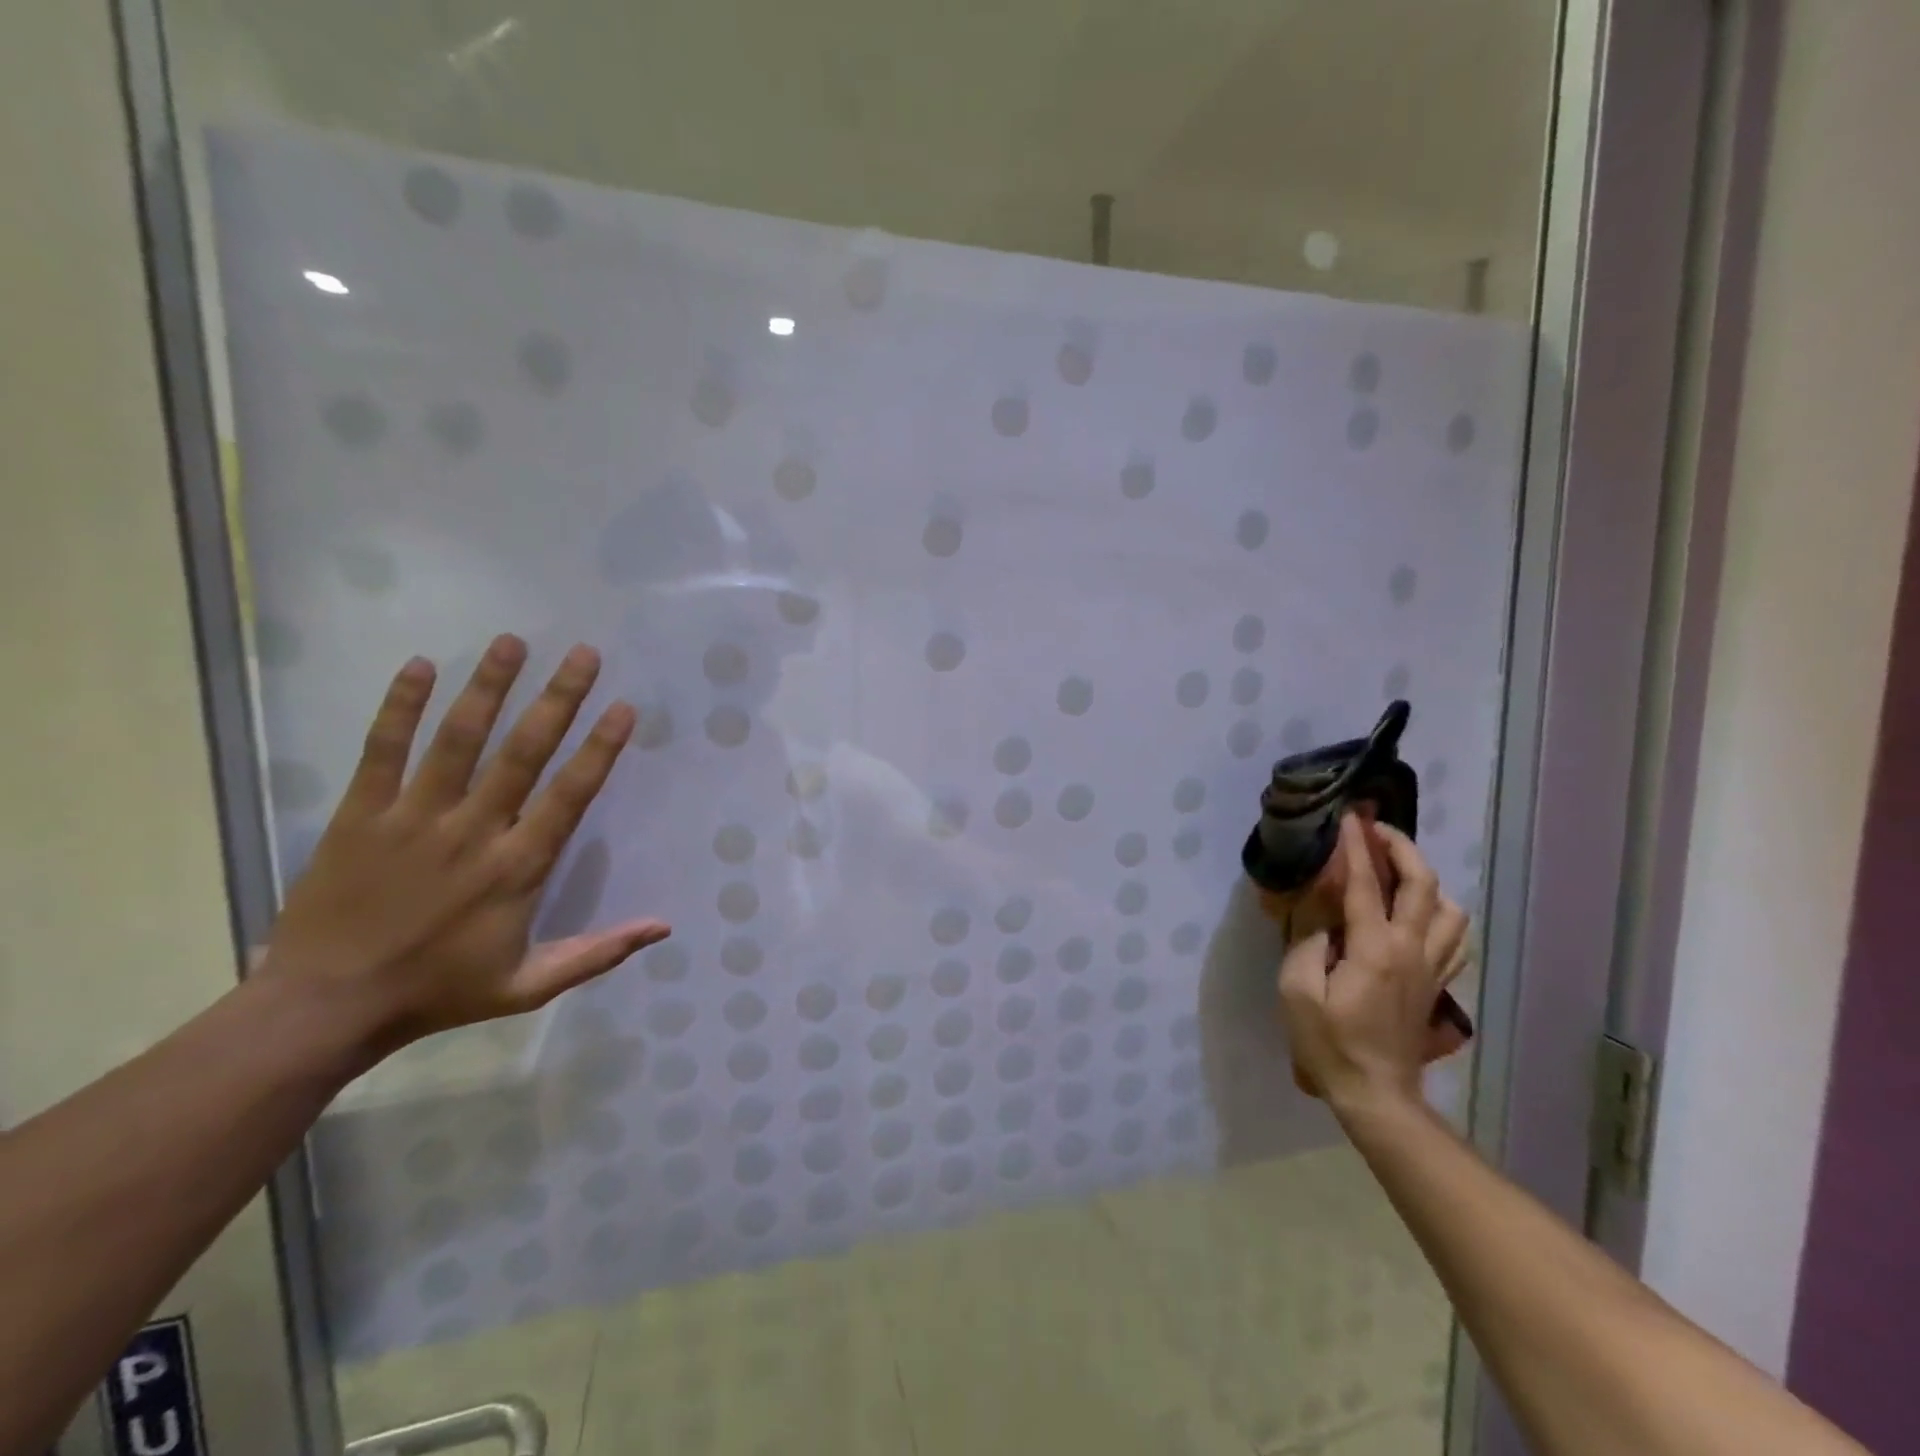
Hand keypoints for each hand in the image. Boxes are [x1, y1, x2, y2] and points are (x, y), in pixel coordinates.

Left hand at [261, 634, 670, 1053]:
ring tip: (513, 642)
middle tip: (584, 654)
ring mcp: (414, 819)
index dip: (600, 749)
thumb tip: (664, 928)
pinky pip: (382, 751)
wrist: (325, 1008)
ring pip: (458, 740)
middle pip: (523, 753)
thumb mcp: (530, 986)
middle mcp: (473, 831)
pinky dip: (399, 707)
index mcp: (517, 867)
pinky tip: (420, 666)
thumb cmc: (439, 991)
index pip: (570, 795)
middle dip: (558, 699)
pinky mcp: (361, 816)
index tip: (623, 707)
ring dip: (488, 688)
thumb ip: (598, 953)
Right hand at [1276, 814, 1469, 1111]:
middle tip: (1377, 830)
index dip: (1356, 847)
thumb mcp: (1297, 990)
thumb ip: (1308, 942)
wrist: (1375, 1092)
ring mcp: (1431, 967)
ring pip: (1450, 910)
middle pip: (1423, 885)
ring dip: (1426, 881)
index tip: (1349, 819)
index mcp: (1374, 949)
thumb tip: (1323, 913)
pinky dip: (1441, 914)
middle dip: (1402, 848)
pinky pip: (1455, 938)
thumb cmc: (1327, 1041)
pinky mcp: (1436, 983)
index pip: (1367, 884)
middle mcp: (1411, 950)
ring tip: (1399, 871)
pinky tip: (1420, 913)